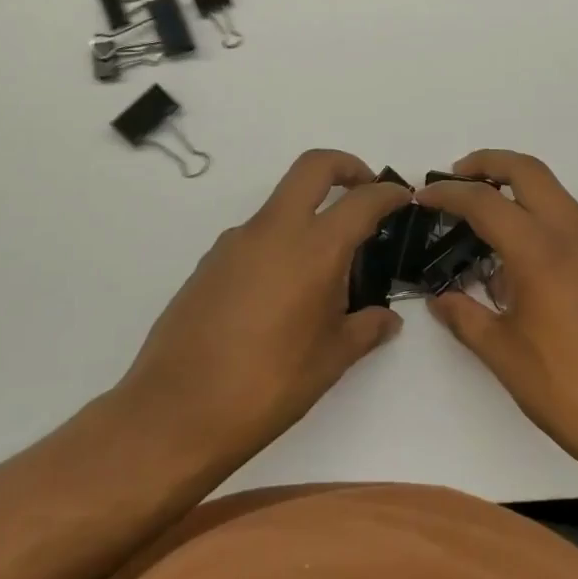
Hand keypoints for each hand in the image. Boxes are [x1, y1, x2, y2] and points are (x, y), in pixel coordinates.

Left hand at [114, 150, 412, 467]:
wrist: (176, 411)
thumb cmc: (269, 384)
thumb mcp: (331, 359)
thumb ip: (366, 329)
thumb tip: (388, 319)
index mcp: (314, 249)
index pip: (362, 200)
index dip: (388, 193)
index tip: (402, 199)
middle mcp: (273, 231)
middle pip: (313, 167)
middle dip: (346, 166)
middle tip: (364, 192)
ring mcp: (235, 243)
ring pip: (280, 204)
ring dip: (308, 216)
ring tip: (323, 274)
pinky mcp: (209, 262)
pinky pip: (255, 238)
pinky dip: (278, 246)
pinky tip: (280, 297)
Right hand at [418, 151, 577, 483]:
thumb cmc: (568, 389)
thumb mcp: (504, 354)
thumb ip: (465, 317)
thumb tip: (440, 299)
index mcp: (540, 251)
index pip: (485, 201)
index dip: (448, 193)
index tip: (422, 197)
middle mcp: (572, 235)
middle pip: (528, 170)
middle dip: (488, 163)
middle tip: (455, 180)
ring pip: (553, 190)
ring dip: (516, 186)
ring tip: (482, 215)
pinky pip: (568, 218)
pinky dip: (538, 212)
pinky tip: (517, 254)